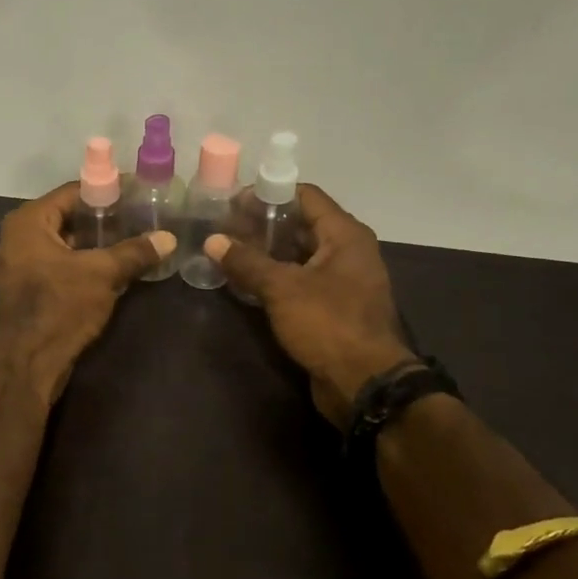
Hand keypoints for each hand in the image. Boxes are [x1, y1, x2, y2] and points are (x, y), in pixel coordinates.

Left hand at [0, 182, 174, 400]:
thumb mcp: (102, 274)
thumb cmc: (59, 306)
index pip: (73, 192)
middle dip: (104, 218)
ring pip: (66, 244)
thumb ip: (134, 252)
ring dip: (97, 243)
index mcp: (28, 221)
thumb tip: (169, 238)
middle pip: (69, 217)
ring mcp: (21, 265)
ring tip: (134, 239)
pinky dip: (85, 263)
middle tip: (140, 215)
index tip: (137, 191)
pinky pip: (61, 265)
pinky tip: (116, 267)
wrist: (27, 362)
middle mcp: (19, 237)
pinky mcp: (29, 290)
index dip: (107, 190)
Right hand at [205, 184, 414, 427]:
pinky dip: (275, 277)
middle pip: (301, 224)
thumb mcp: (282, 288)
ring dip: (266, 252)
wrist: (364, 384)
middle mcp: (348, 251)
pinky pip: (300, 280)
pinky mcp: (333, 307)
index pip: (305, 196)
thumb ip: (246, 261)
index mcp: (345, 235)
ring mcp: (342, 280)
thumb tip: (212, 241)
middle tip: (224, 228)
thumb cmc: (328, 324)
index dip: (269, 194)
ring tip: (229, 252)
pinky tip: (245, 282)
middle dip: (262, 224)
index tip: (234, 202)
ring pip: (299, 254)